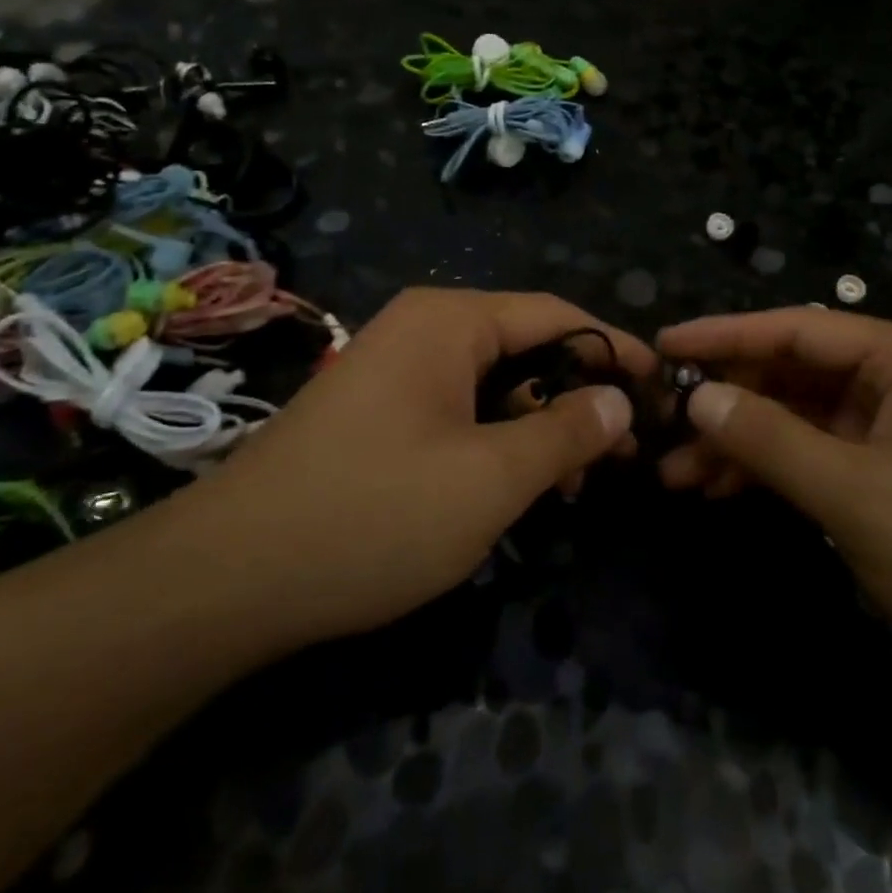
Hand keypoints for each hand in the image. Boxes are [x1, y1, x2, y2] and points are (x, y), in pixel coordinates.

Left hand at [183, 289, 651, 651]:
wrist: (229, 577)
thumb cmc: (374, 514)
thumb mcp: (491, 478)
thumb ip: (566, 433)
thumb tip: (620, 400)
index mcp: (450, 322)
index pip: (556, 315)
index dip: (615, 349)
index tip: (663, 388)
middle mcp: (422, 330)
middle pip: (525, 348)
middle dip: (578, 397)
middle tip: (623, 454)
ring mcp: (394, 370)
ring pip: (492, 386)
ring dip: (538, 427)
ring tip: (573, 485)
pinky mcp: (376, 412)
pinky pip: (456, 410)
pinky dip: (494, 441)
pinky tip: (512, 488)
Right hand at [656, 309, 891, 696]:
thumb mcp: (858, 497)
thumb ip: (771, 440)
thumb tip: (698, 397)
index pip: (799, 328)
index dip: (725, 335)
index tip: (663, 343)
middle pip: (796, 374)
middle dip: (729, 403)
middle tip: (663, 429)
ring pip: (803, 421)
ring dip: (744, 444)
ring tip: (679, 476)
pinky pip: (822, 459)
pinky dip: (776, 473)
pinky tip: (727, 493)